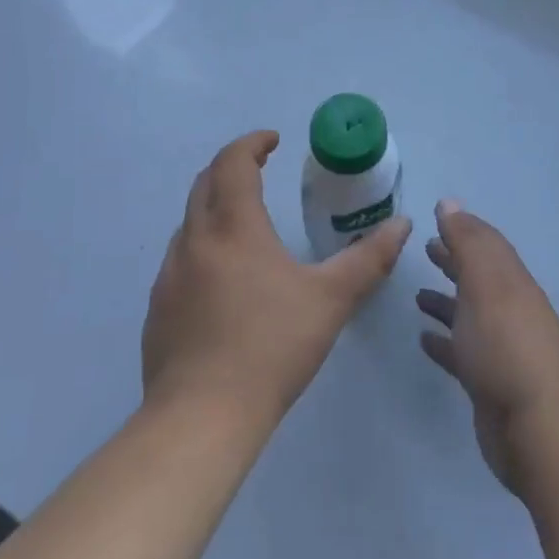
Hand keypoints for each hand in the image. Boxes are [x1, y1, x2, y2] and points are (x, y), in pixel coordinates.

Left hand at [143, 130, 410, 427]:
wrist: (201, 417)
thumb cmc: (271, 347)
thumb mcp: (331, 299)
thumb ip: (369, 258)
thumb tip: (401, 224)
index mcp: (234, 228)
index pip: (233, 163)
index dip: (252, 143)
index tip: (273, 140)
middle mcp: (195, 241)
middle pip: (204, 184)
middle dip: (231, 168)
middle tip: (258, 169)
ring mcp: (169, 276)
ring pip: (189, 223)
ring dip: (214, 208)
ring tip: (245, 223)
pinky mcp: (157, 309)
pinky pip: (180, 260)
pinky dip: (202, 246)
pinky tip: (222, 280)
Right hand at [417, 200, 558, 495]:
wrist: (535, 430)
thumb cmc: (505, 348)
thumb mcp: (486, 285)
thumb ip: (468, 244)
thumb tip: (450, 203)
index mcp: (512, 283)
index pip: (487, 245)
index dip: (463, 229)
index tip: (436, 218)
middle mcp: (510, 310)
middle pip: (479, 277)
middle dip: (454, 261)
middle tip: (425, 249)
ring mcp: (501, 348)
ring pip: (470, 314)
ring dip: (446, 301)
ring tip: (417, 295)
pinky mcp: (489, 382)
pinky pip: (462, 352)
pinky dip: (444, 341)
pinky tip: (424, 340)